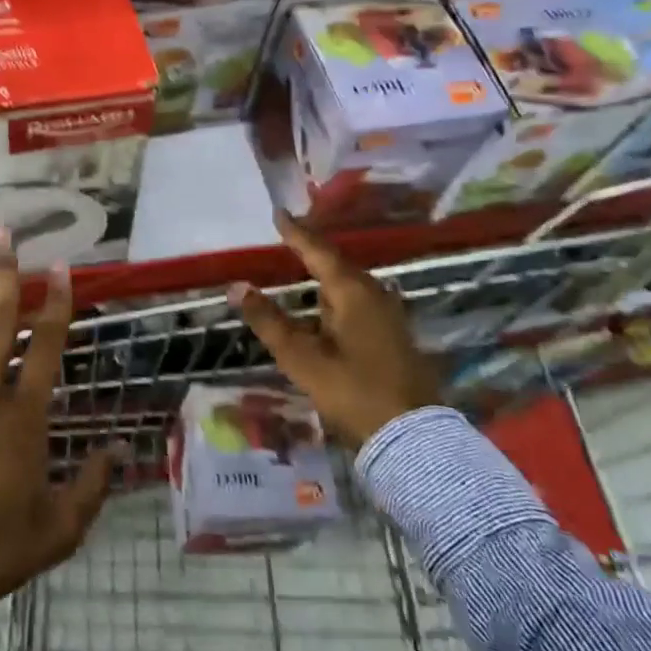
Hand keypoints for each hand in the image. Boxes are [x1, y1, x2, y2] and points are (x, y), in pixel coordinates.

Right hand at [228, 211, 440, 448]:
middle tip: (290, 236)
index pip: (318, 251)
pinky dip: (338, 294)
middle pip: (338, 263)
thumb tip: (237, 286)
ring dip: (327, 273)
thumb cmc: (353, 391)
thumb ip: (269, 320)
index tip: (279, 213)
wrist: (412, 437)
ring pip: (351, 283)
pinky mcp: (394, 334)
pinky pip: (360, 300)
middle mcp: (374, 294)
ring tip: (305, 265)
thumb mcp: (302, 358)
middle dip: (313, 250)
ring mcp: (389, 315)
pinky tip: (329, 304)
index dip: (296, 233)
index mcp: (352, 292)